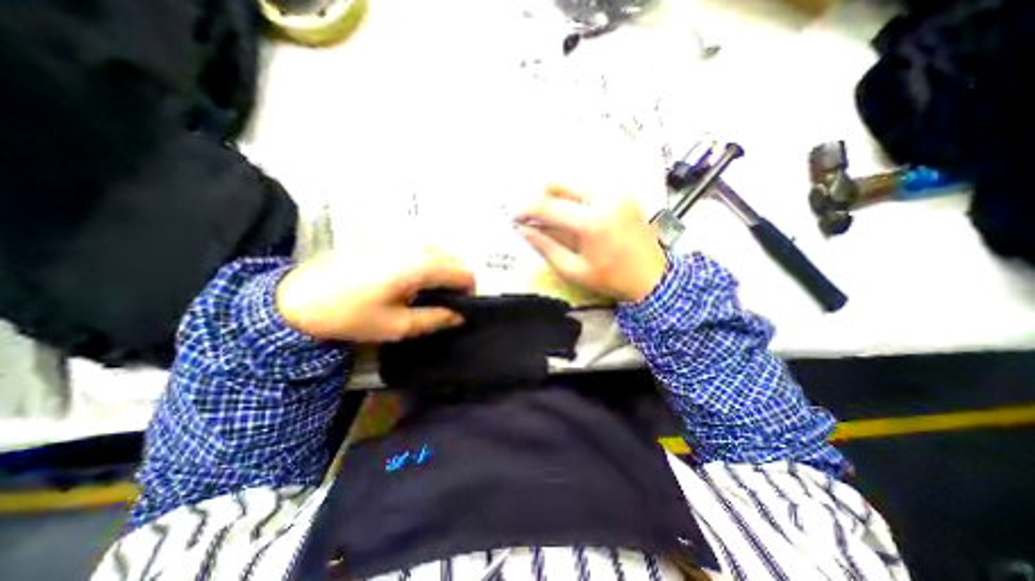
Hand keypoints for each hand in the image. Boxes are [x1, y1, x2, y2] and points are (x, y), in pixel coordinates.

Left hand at [269, 246, 472, 341]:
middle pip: (454, 260)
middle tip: (441, 303)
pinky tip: (409, 279)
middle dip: (455, 281)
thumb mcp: (398, 326)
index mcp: (420, 265)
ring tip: (424, 292)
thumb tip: (460, 316)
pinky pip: (421, 247)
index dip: (467, 292)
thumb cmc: (351, 315)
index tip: (458, 308)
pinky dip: (426, 262)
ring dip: (441, 271)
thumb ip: (436, 319)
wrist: (298, 298)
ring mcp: (399, 237)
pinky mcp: (386, 237)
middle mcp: (414, 245)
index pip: (463, 273)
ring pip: (439, 252)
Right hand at [514, 184, 666, 302]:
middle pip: (558, 183)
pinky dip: (574, 196)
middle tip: (533, 217)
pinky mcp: (622, 192)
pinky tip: (573, 214)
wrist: (652, 278)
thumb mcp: (573, 270)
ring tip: (552, 217)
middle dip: (539, 197)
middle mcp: (604, 197)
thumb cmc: (611, 279)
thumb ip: (545, 247)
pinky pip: (589, 186)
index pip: (547, 206)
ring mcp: (616, 191)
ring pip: (573, 182)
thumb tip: (523, 230)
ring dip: (556, 196)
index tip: (515, 218)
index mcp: (591, 222)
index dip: (525, 210)